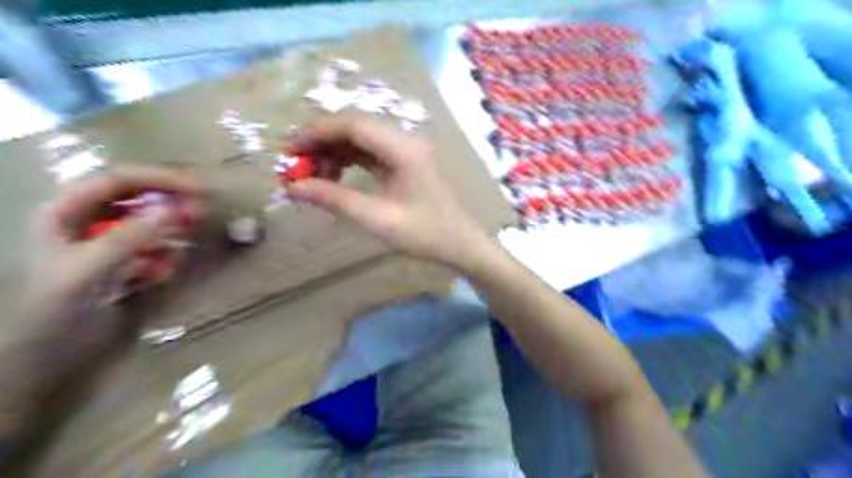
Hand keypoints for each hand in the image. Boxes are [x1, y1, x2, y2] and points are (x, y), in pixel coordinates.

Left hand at [7, 168, 203, 392]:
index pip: (118, 180)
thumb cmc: (58, 308)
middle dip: (169, 206)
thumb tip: (174, 209)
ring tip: (176, 254)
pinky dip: (163, 257)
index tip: (197, 189)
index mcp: (66, 211)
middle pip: (136, 198)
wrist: (48, 355)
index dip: (158, 179)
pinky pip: (152, 247)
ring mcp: (106, 241)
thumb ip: (131, 236)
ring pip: (148, 224)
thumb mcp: (91, 268)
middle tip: (200, 214)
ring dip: (167, 236)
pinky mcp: (123, 260)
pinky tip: (161, 274)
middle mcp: (86, 220)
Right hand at [284, 115, 488, 267]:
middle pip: (355, 128)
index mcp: (403, 149)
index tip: (290, 153)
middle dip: (322, 144)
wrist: (460, 244)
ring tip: (313, 177)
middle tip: (297, 168)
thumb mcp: (376, 218)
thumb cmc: (425, 234)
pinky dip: (348, 162)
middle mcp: (404, 141)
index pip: (352, 125)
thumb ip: (335, 199)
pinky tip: (334, 178)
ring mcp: (405, 151)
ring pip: (360, 140)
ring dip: (333, 153)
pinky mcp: (404, 162)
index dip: (317, 134)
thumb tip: (293, 187)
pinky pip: (370, 153)